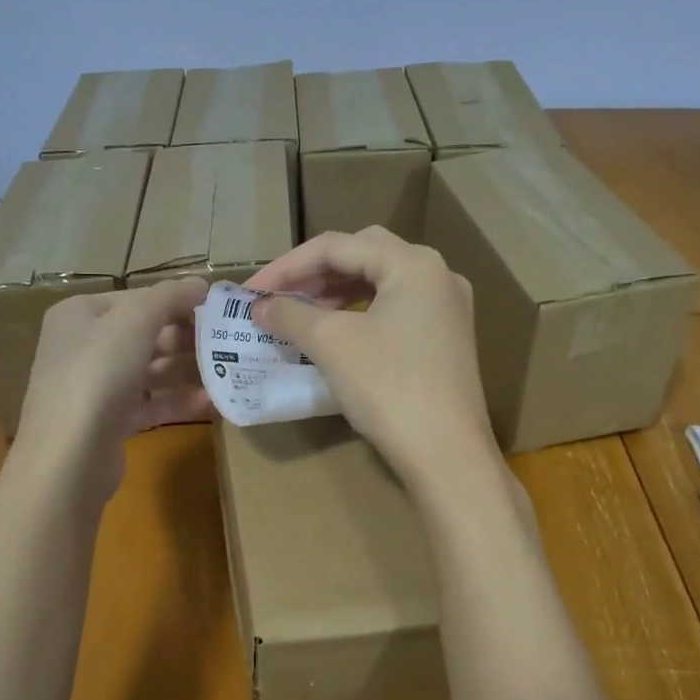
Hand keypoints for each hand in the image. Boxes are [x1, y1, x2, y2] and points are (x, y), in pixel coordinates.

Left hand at [13, 277, 210, 498]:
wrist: (68, 457)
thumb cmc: (98, 374)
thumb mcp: (135, 320)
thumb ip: (170, 296)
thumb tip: (201, 283)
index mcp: (80, 314)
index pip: (136, 299)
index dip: (177, 301)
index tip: (217, 310)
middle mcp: (82, 347)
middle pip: (144, 335)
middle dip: (186, 339)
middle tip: (227, 343)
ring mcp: (93, 387)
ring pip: (149, 371)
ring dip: (187, 371)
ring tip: (226, 372)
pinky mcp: (107, 423)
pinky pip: (148, 404)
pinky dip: (177, 401)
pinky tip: (210, 402)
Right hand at [246, 229, 495, 483]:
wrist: (446, 454)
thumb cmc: (388, 388)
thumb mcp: (331, 344)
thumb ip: (290, 314)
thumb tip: (260, 306)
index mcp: (413, 264)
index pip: (337, 246)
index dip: (288, 266)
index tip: (253, 291)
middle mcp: (437, 275)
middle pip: (363, 254)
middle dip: (314, 273)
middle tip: (279, 296)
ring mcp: (447, 307)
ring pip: (380, 282)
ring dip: (336, 292)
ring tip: (300, 314)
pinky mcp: (446, 338)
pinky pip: (395, 308)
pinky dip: (359, 312)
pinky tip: (336, 334)